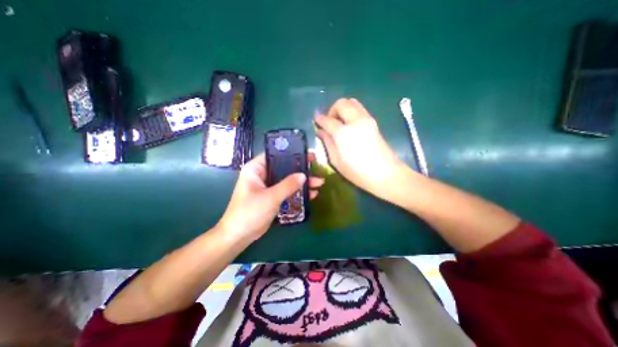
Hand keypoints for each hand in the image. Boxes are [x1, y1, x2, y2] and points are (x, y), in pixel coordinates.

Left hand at [215, 154, 323, 242]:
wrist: (239, 236)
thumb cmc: (250, 212)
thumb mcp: (270, 197)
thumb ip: (288, 185)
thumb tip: (304, 175)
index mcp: (256, 169)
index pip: (275, 155)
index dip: (291, 153)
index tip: (307, 155)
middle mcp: (262, 175)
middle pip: (284, 168)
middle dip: (300, 170)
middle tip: (316, 168)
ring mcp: (268, 187)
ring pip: (287, 180)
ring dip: (302, 182)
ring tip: (318, 183)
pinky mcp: (272, 197)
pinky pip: (287, 191)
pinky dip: (297, 192)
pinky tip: (311, 194)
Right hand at [316, 99, 403, 198]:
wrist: (386, 174)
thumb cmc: (358, 172)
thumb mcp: (337, 161)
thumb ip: (327, 143)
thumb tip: (320, 131)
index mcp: (343, 133)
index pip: (327, 120)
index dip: (319, 120)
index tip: (316, 121)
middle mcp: (355, 121)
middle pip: (341, 103)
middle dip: (332, 110)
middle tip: (329, 122)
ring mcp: (366, 119)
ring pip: (352, 102)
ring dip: (342, 109)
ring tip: (340, 122)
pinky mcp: (374, 122)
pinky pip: (360, 109)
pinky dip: (351, 111)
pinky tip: (350, 125)